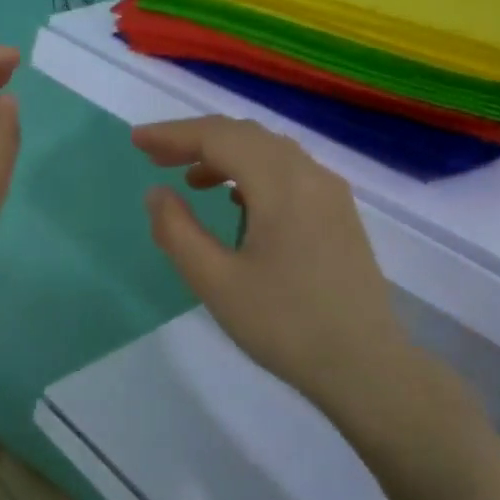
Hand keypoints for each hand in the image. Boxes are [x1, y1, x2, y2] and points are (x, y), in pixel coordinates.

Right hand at [133, 116, 413, 410]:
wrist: (363, 364)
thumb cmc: (284, 325)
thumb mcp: (216, 282)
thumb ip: (178, 231)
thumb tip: (157, 193)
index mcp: (281, 184)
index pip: (219, 137)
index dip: (174, 134)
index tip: (137, 141)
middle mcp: (311, 175)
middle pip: (247, 136)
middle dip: (198, 140)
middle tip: (156, 156)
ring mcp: (331, 195)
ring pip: (271, 153)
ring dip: (227, 156)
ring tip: (191, 180)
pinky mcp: (339, 216)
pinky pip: (291, 174)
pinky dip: (254, 174)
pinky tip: (237, 201)